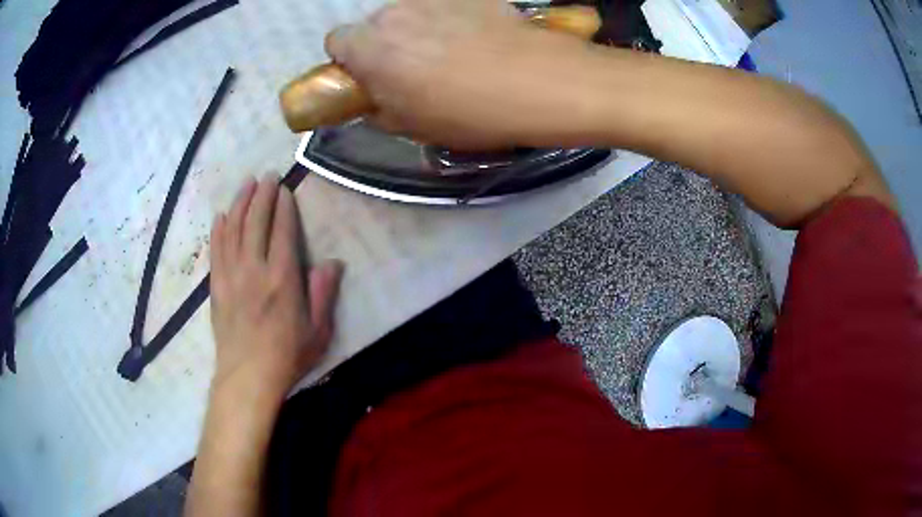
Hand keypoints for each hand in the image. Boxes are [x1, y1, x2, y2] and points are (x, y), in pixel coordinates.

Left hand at [209, 177, 343, 402]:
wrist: (247, 377)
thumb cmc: (287, 356)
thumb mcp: (318, 330)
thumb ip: (323, 293)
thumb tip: (333, 262)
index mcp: (282, 278)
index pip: (282, 231)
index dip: (284, 207)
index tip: (285, 190)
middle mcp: (255, 269)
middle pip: (256, 222)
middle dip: (262, 195)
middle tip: (267, 176)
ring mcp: (232, 275)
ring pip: (234, 229)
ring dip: (240, 203)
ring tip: (246, 184)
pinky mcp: (216, 286)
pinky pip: (216, 250)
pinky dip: (218, 229)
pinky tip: (221, 215)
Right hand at [325, 0, 591, 148]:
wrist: (538, 82)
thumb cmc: (468, 111)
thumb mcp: (412, 126)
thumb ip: (378, 108)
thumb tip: (374, 98)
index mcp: (369, 48)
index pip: (336, 41)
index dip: (350, 60)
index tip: (369, 76)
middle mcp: (394, 13)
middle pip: (375, 24)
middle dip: (386, 44)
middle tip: (415, 69)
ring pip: (411, 13)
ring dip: (419, 29)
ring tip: (452, 53)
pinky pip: (446, 6)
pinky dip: (452, 19)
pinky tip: (477, 39)